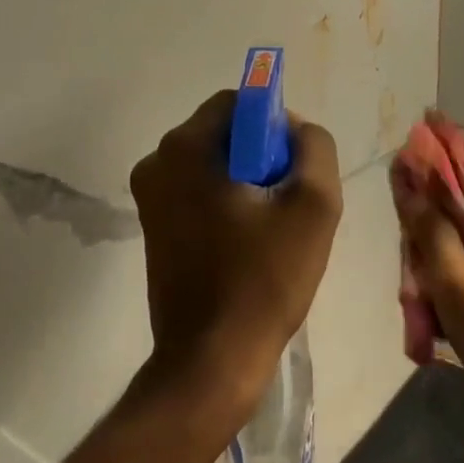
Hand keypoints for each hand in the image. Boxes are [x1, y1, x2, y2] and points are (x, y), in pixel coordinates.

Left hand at [129, 90, 342, 426]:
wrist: (211, 360)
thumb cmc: (264, 281)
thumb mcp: (313, 206)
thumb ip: (314, 147)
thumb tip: (295, 129)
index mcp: (184, 148)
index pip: (238, 103)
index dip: (275, 125)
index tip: (295, 168)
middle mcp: (156, 163)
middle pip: (224, 133)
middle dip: (262, 157)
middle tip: (288, 203)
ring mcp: (149, 198)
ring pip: (213, 165)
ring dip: (247, 183)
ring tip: (272, 230)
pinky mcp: (153, 228)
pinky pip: (199, 194)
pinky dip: (227, 205)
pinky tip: (249, 245)